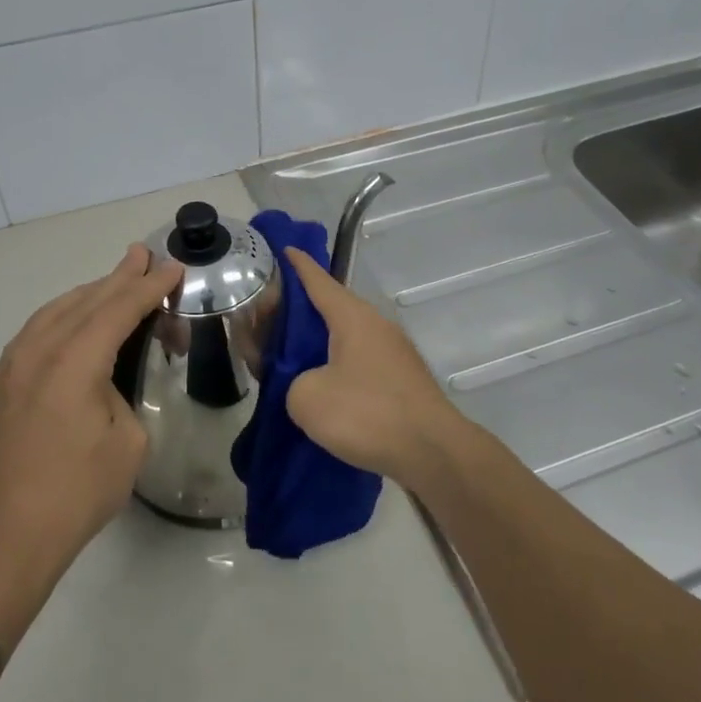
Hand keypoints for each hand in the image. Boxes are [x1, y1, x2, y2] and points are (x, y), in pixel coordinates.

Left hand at [0, 244, 182, 568]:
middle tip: (144, 254)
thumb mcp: (127, 441)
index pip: (119, 309)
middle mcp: (38, 351)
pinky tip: (75, 317)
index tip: (173, 267)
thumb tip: (105, 383)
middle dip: (120, 277)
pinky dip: (64, 315)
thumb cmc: (78, 491)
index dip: (149, 287)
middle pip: (87, 300)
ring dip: (90, 293)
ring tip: (116, 279)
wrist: (7, 535)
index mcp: (74, 362)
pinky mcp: (1, 383)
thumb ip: (121, 394)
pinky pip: (37, 330)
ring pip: (57, 310)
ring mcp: (12, 365)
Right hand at [282, 248, 470, 491]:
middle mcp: (375, 326)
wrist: (433, 452)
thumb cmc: (367, 414)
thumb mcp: (307, 398)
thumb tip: (307, 385)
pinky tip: (322, 387)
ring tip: (289, 358)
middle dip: (298, 311)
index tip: (285, 249)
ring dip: (316, 343)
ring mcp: (393, 353)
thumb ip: (291, 382)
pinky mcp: (402, 381)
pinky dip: (335, 366)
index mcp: (352, 317)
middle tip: (267, 321)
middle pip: (330, 308)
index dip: (298, 266)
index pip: (318, 281)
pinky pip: (358, 362)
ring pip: (345, 337)